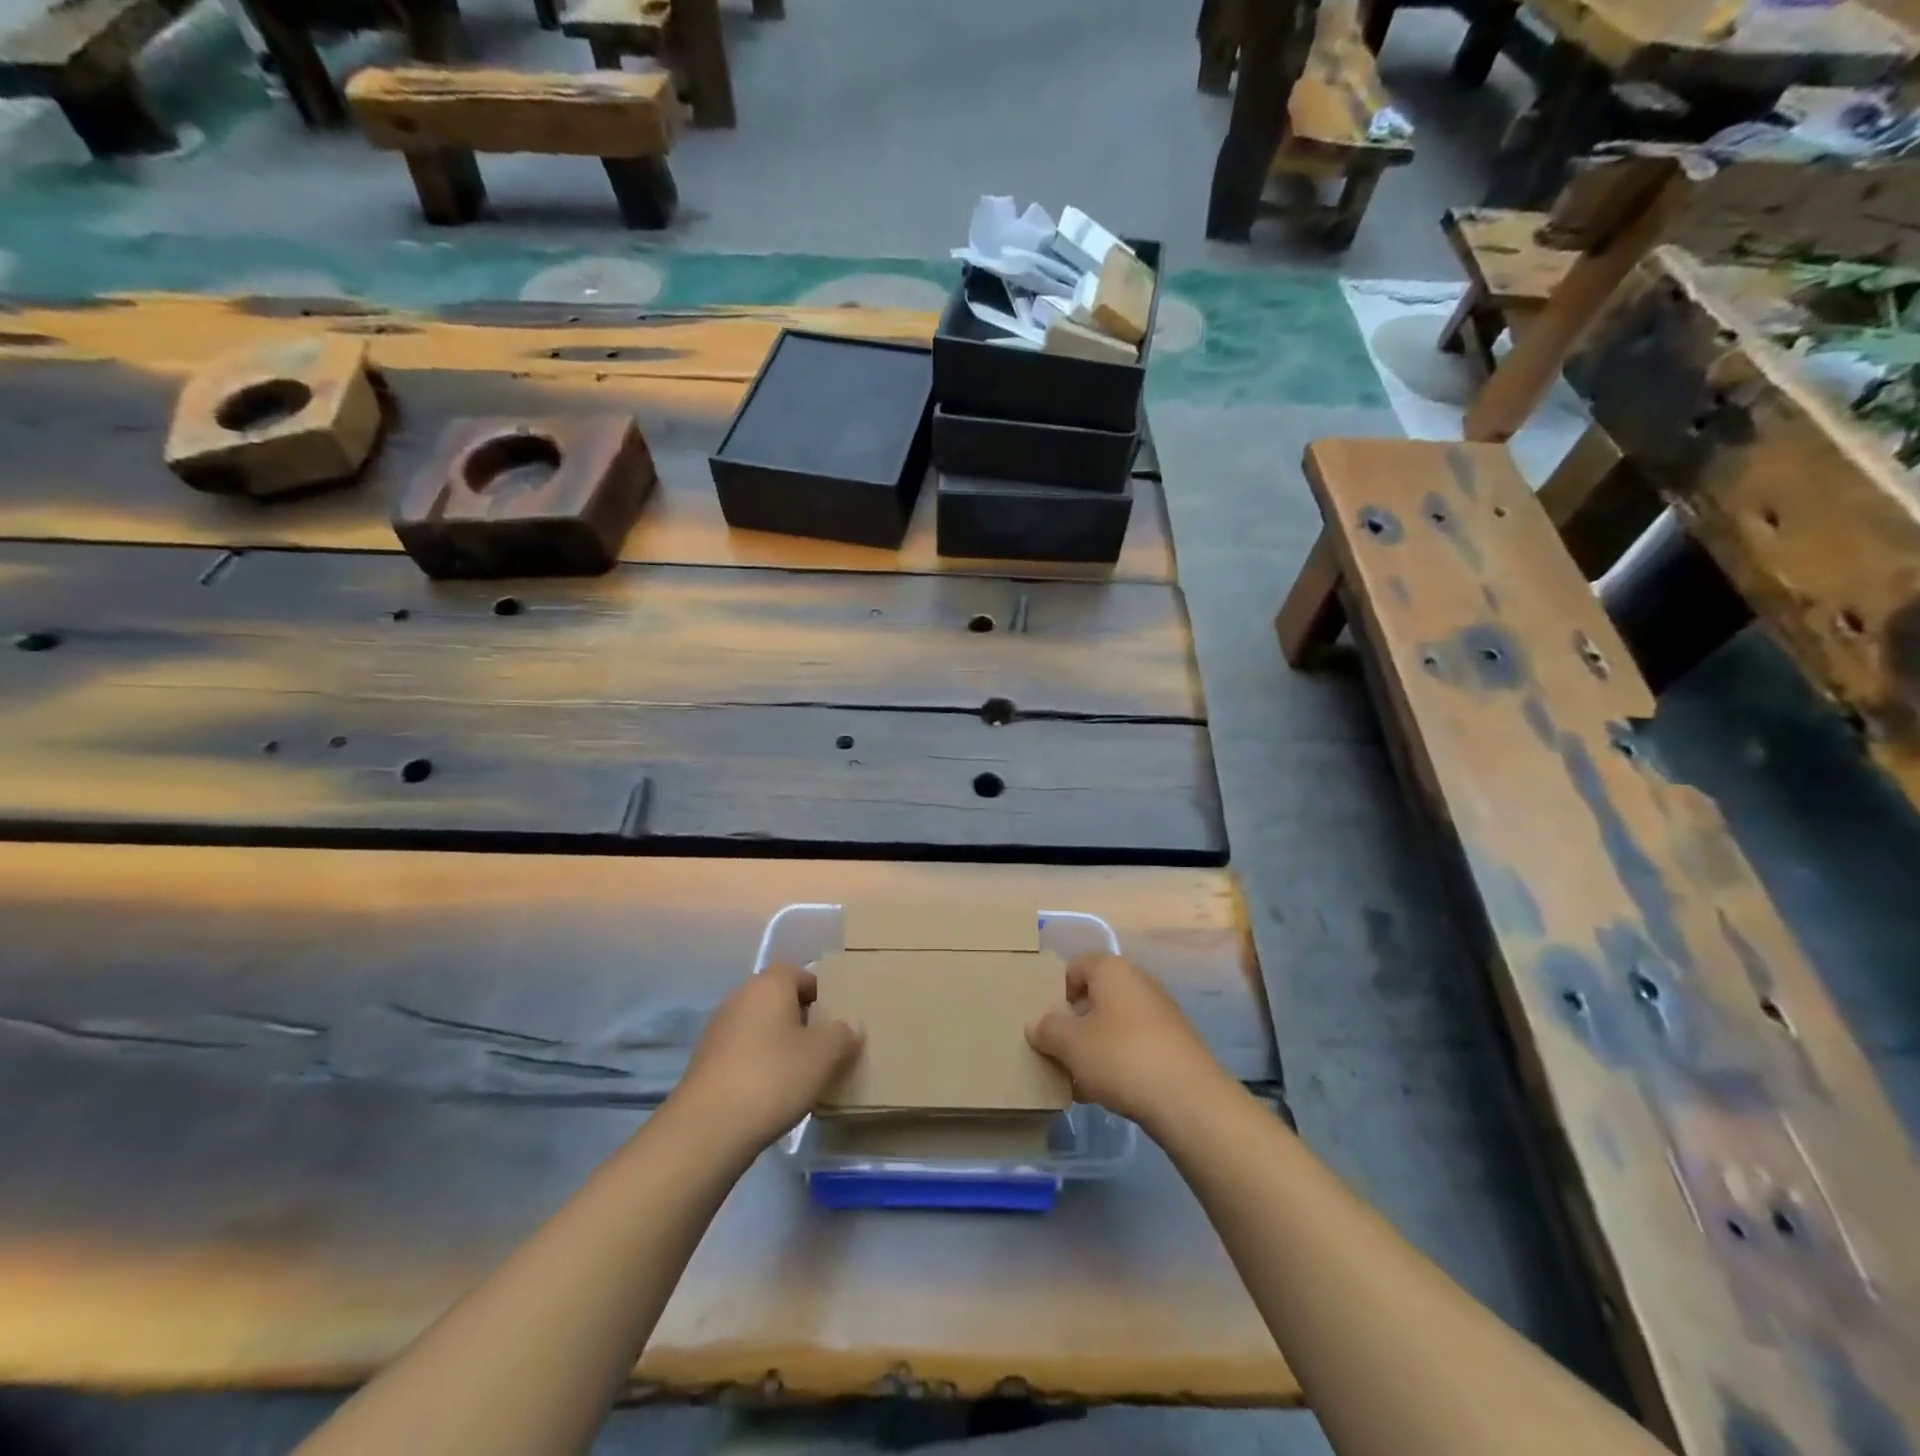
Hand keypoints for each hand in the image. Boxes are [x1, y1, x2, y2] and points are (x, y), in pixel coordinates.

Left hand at [673, 964, 862, 1150]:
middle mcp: (739, 997)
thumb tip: (849, 1027)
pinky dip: (757, 1064)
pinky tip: (770, 1093)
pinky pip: (741, 1052)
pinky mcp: (704, 1062)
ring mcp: (717, 1030)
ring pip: (758, 1026)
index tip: (834, 1018)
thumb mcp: (824, 1056)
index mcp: (769, 985)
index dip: (818, 991)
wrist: (706, 1129)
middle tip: (822, 1046)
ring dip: (777, 1043)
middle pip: (777, 998)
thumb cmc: (773, 1078)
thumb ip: (843, 1035)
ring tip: (799, 1073)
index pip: (798, 973)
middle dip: (799, 1018)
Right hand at [1026, 954, 1230, 1127]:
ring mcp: (1160, 1014)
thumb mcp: (1071, 1044)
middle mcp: (1138, 982)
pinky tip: (1105, 1093)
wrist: (1189, 1100)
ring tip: (1078, 1080)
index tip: (1048, 1024)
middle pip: (1095, 997)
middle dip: (1074, 1025)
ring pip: (1114, 1025)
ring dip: (1094, 1048)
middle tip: (1058, 1053)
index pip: (1076, 966)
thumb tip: (1036, 1023)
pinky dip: (1117, 1063)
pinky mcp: (1173, 1045)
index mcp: (1112, 970)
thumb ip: (1048, 1029)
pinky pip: (1134, 1046)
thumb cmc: (1121, 1057)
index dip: (1057, 992)